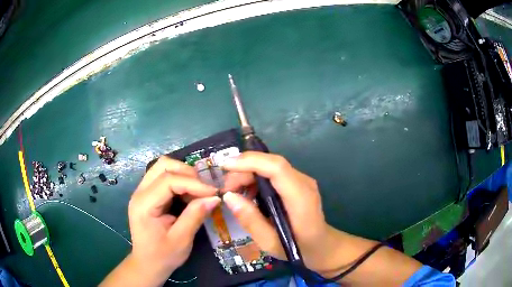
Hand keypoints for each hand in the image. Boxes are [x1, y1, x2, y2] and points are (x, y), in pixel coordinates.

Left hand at [102, 156, 219, 286]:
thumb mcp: (182, 240)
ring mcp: (142, 191)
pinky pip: (165, 176)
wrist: (147, 263)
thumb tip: (214, 198)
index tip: (214, 193)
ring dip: (184, 174)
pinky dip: (180, 181)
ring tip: (198, 192)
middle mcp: (140, 192)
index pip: (168, 181)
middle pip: (163, 165)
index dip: (193, 183)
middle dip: (188, 173)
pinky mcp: (148, 194)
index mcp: (144, 204)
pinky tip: (189, 195)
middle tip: (204, 190)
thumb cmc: (163, 255)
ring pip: (164, 167)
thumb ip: (195, 216)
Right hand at [221, 151, 334, 275]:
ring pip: (270, 166)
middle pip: (271, 163)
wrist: (322, 245)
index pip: (276, 167)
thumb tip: (229, 196)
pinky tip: (248, 194)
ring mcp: (302, 180)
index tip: (225, 166)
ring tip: (234, 192)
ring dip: (248, 173)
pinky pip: (273, 173)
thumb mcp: (270, 243)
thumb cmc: (299, 248)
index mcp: (301, 198)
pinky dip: (256, 178)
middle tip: (226, 189)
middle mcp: (304, 182)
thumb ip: (250, 220)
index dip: (250, 162)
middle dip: (243, 169)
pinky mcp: (297, 182)